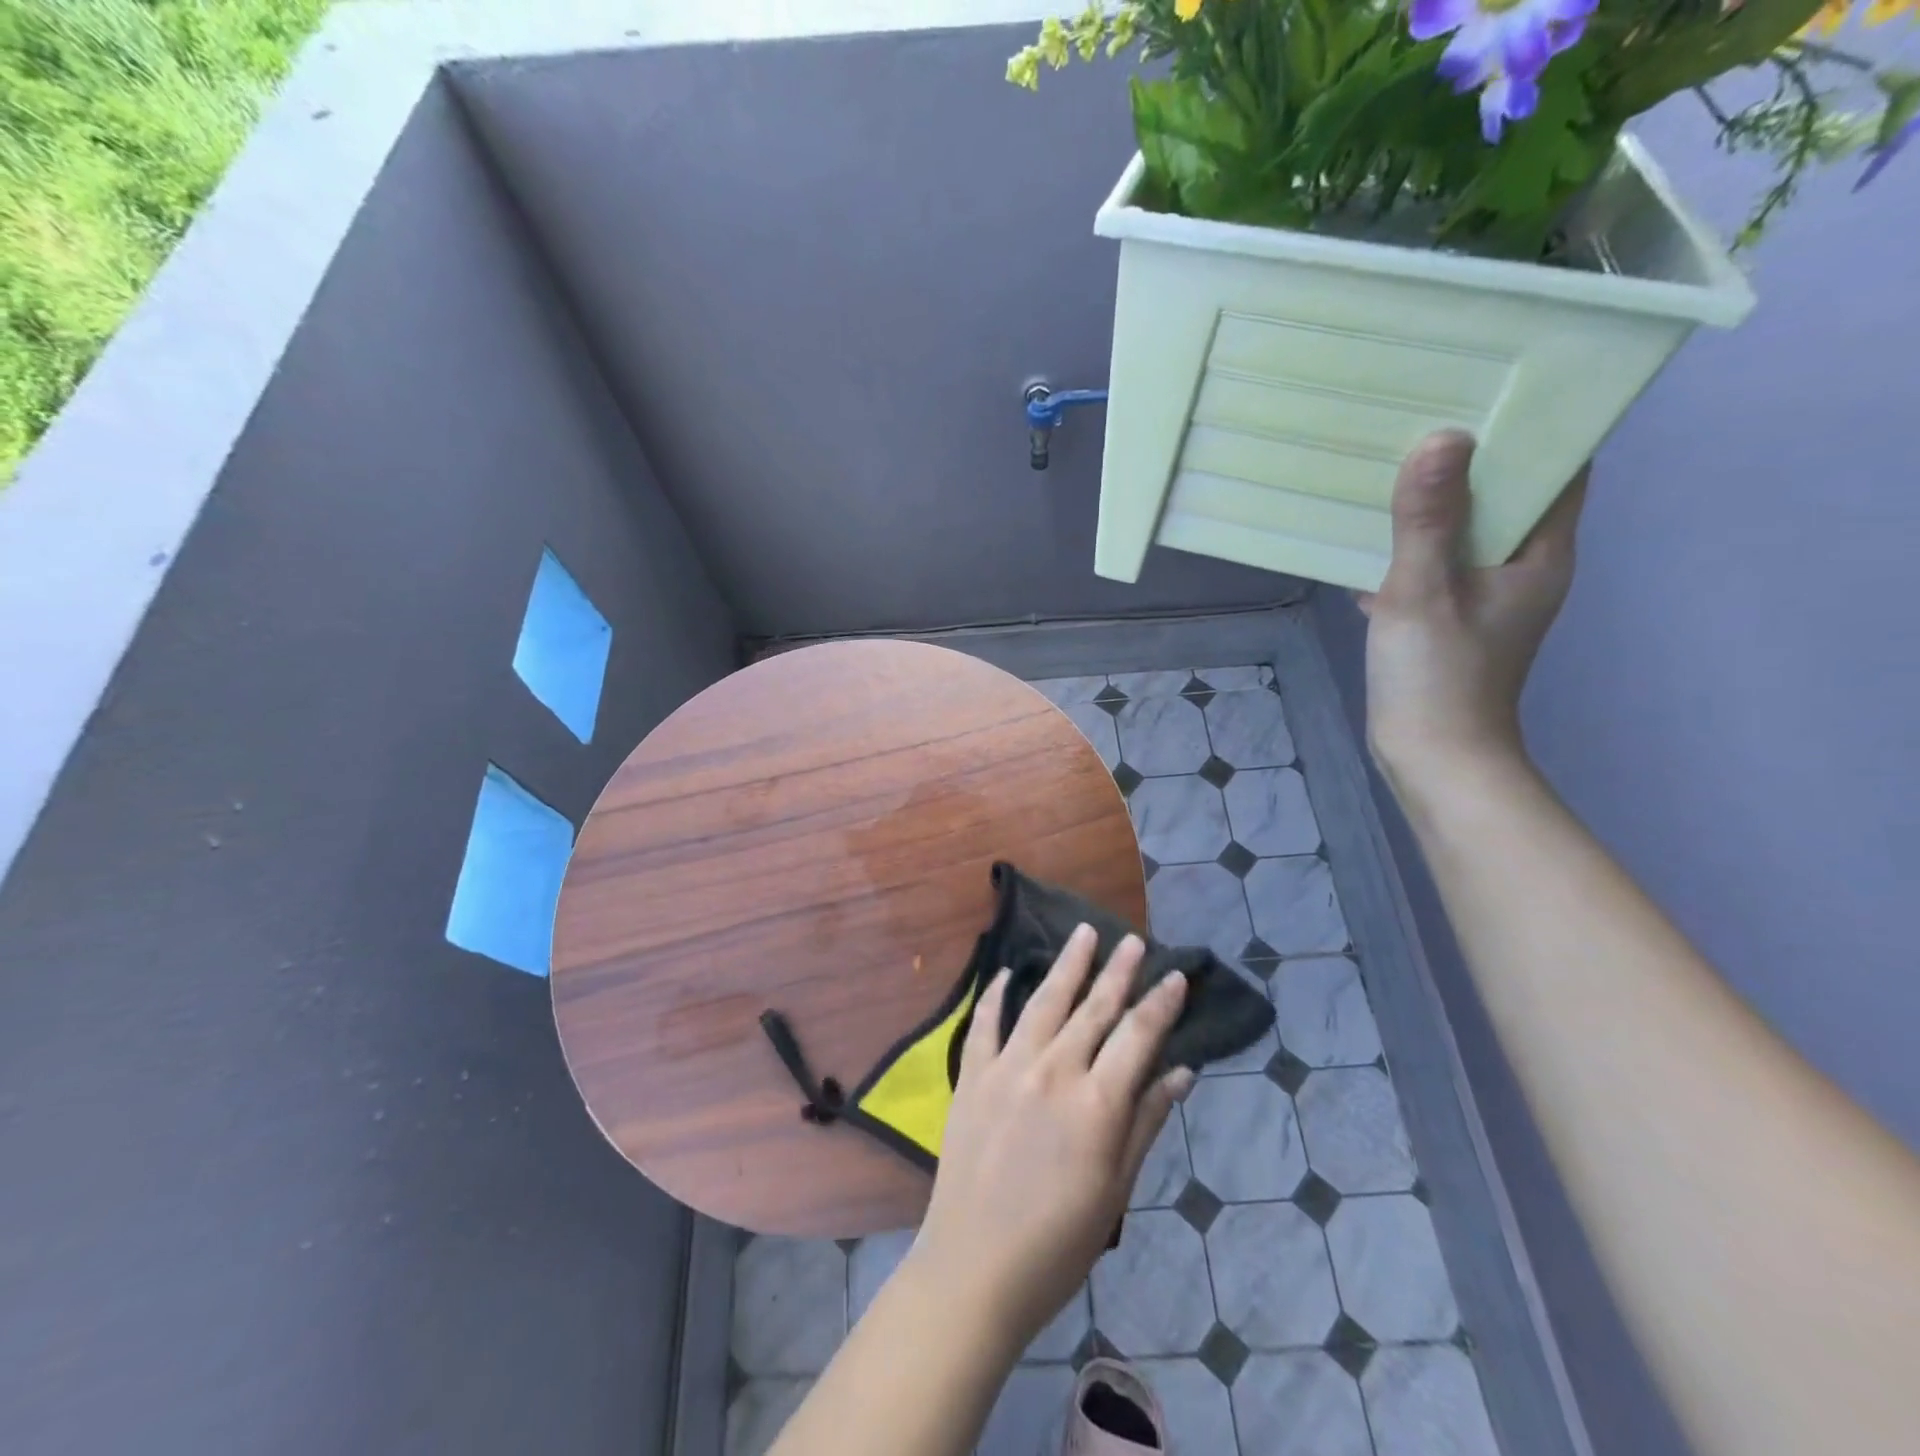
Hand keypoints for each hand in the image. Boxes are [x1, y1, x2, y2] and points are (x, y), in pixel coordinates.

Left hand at [909, 925, 1194, 1350]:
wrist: (975, 1267)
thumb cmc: (1059, 1241)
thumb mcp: (1116, 1189)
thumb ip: (1146, 1123)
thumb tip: (1181, 1073)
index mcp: (1096, 1103)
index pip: (1137, 1036)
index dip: (1160, 1004)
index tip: (1175, 975)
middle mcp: (1053, 1071)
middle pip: (1092, 1009)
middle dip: (1117, 971)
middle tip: (1132, 939)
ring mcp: (1007, 1068)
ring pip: (1043, 1002)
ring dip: (1066, 965)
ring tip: (1083, 934)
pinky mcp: (972, 1076)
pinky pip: (985, 1024)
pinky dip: (996, 995)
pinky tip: (1006, 973)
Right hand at [1358, 430, 1586, 793]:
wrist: (1432, 759)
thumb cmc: (1438, 677)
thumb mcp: (1424, 593)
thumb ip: (1429, 521)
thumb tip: (1442, 437)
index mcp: (1539, 554)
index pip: (1557, 469)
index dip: (1533, 425)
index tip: (1488, 386)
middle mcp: (1521, 568)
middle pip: (1504, 496)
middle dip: (1466, 458)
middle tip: (1419, 415)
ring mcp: (1483, 596)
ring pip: (1461, 532)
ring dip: (1429, 504)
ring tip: (1384, 466)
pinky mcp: (1448, 620)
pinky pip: (1430, 566)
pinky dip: (1403, 548)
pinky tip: (1359, 539)